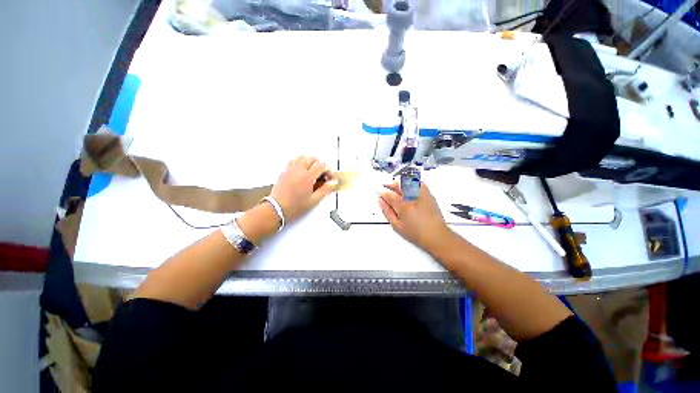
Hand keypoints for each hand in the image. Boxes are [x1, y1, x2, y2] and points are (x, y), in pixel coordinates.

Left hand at [270, 156, 335, 223]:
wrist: (277, 209)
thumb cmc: (294, 207)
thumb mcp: (313, 201)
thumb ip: (325, 190)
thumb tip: (332, 183)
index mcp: (307, 177)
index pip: (321, 166)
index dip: (328, 170)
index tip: (329, 176)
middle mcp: (299, 171)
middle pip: (312, 159)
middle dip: (319, 164)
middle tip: (322, 174)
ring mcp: (290, 170)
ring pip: (302, 157)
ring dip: (309, 161)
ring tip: (313, 170)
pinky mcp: (284, 172)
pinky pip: (293, 161)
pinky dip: (299, 162)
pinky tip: (301, 169)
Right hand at [378, 182, 450, 251]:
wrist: (435, 235)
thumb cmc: (415, 233)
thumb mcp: (397, 225)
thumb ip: (387, 212)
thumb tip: (380, 201)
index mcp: (403, 206)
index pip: (390, 196)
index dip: (383, 193)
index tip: (380, 193)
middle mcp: (412, 198)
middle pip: (399, 187)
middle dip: (391, 185)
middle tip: (386, 186)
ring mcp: (421, 196)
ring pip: (409, 183)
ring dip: (401, 183)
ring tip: (396, 185)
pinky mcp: (429, 196)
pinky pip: (420, 184)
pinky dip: (414, 182)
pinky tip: (410, 183)